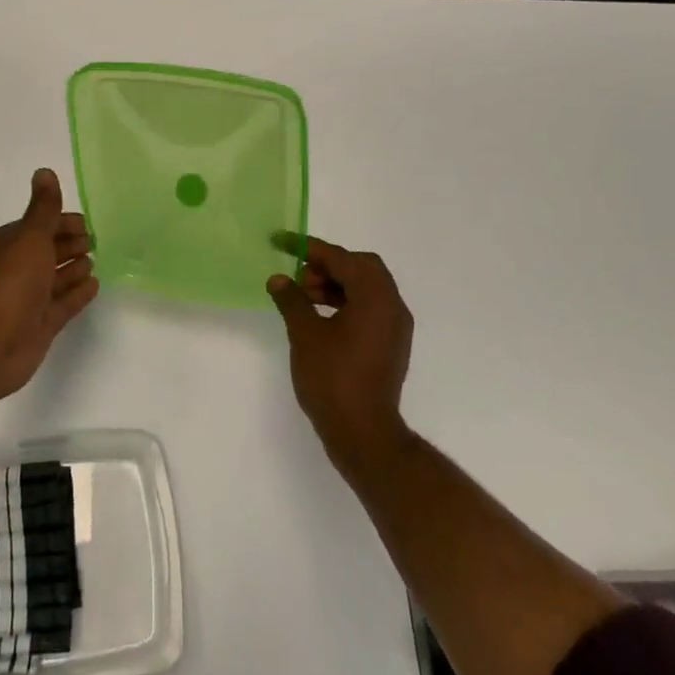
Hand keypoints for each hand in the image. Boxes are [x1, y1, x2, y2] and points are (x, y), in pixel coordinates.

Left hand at [0, 169, 98, 402]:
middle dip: (70, 244)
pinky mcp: (42, 324)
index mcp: (11, 243)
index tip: (87, 223)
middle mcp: (19, 268)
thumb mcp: (31, 236)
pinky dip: (78, 293)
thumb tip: (44, 171)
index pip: (41, 225)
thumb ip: (44, 208)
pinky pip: (64, 303)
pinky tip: (94, 286)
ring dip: (74, 269)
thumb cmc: (12, 282)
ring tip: (94, 262)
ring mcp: (30, 298)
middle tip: (94, 241)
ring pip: (56, 278)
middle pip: (49, 251)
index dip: (63, 222)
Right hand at [268, 236, 413, 469]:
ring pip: (367, 288)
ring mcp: (395, 327)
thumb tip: (279, 279)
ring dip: (336, 285)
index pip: (342, 258)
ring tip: (304, 299)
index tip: (282, 241)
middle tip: (299, 278)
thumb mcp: (304, 334)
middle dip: (328, 266)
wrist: (363, 432)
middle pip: (362, 268)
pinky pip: (370, 308)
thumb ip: (291, 300)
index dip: (310, 248)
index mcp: (375, 297)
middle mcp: (393, 306)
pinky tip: (320, 317)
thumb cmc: (333, 378)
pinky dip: (346, 303)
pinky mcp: (391, 344)